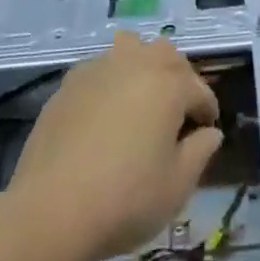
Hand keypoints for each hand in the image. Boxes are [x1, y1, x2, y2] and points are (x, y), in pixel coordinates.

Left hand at [7, 33, 223, 260]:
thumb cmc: (126, 198)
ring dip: (142, 66)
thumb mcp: (178, 185)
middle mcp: (136, 64)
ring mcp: (98, 70)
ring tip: (140, 99)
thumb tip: (209, 133)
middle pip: (167, 56)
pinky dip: (110, 81)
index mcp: (170, 84)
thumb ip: (201, 151)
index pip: (200, 91)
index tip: (205, 134)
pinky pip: (99, 69)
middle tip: (176, 114)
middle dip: (178, 79)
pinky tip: (104, 113)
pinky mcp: (67, 85)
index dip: (207, 112)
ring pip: (130, 49)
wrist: (51, 211)